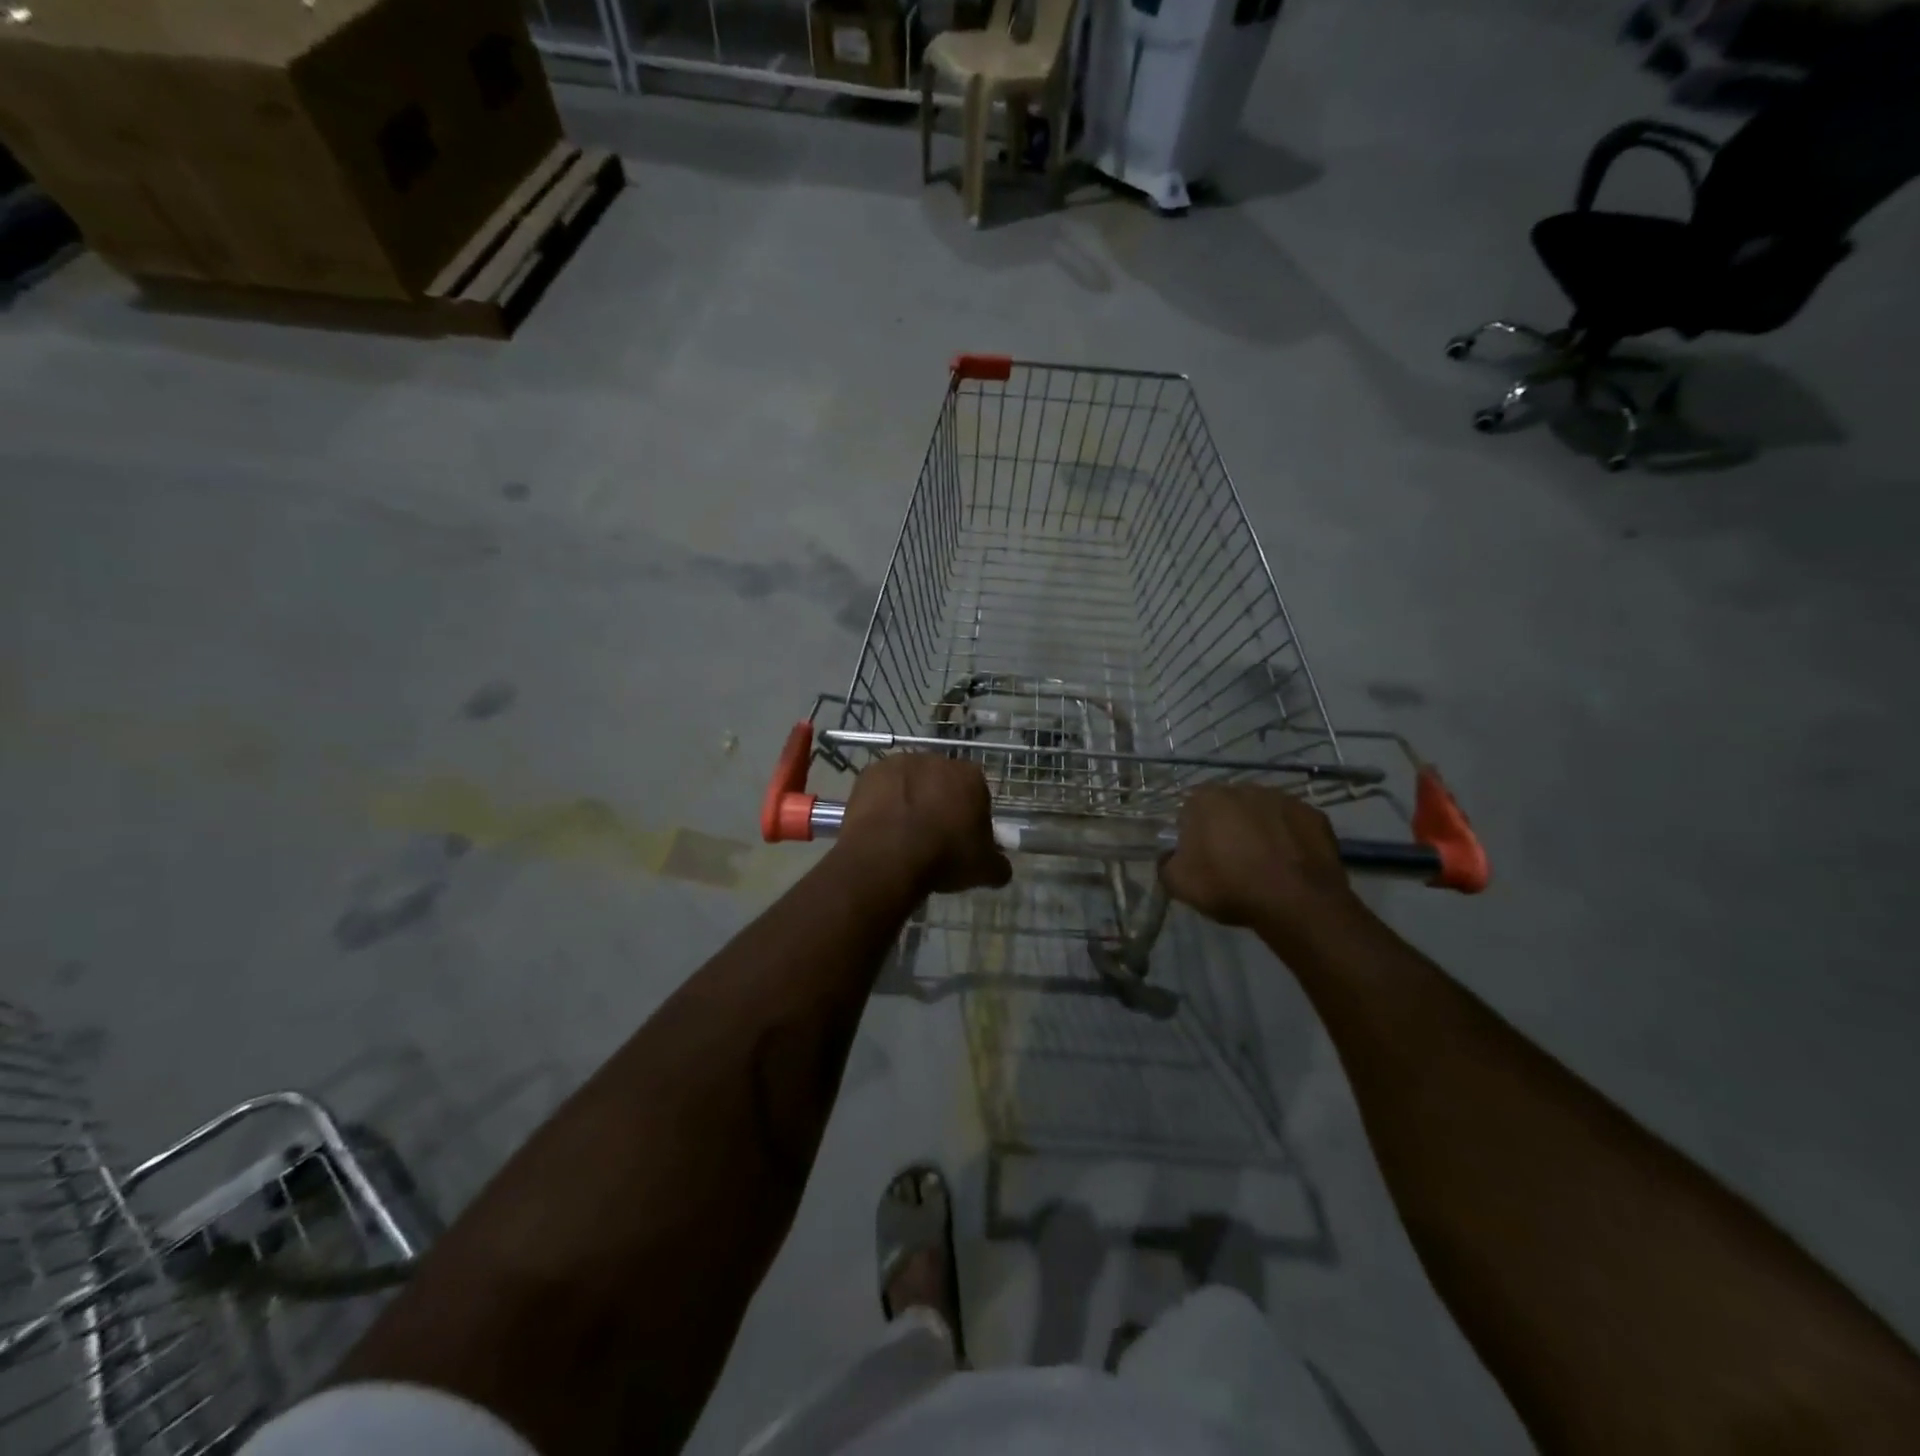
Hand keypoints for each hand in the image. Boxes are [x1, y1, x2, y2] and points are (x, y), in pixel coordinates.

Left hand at [838, 755, 1011, 895]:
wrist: (888, 855)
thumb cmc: (944, 856)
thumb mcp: (984, 869)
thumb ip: (998, 864)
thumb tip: (1001, 868)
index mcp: (970, 776)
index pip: (977, 792)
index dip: (970, 816)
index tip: (962, 839)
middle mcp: (937, 760)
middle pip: (942, 783)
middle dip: (939, 803)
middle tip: (932, 837)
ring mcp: (900, 763)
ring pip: (910, 783)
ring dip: (909, 801)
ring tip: (902, 835)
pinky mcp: (869, 772)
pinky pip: (881, 788)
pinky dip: (882, 803)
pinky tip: (881, 829)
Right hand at [1161, 784, 1356, 932]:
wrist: (1296, 902)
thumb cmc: (1229, 886)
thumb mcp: (1179, 884)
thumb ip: (1166, 863)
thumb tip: (1170, 857)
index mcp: (1206, 799)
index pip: (1190, 809)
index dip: (1192, 833)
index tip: (1199, 856)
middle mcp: (1244, 788)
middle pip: (1228, 807)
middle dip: (1227, 827)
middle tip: (1230, 860)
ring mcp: (1283, 799)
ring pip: (1262, 812)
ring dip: (1260, 830)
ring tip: (1264, 864)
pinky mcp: (1315, 815)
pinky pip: (1293, 825)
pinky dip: (1290, 839)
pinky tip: (1289, 864)